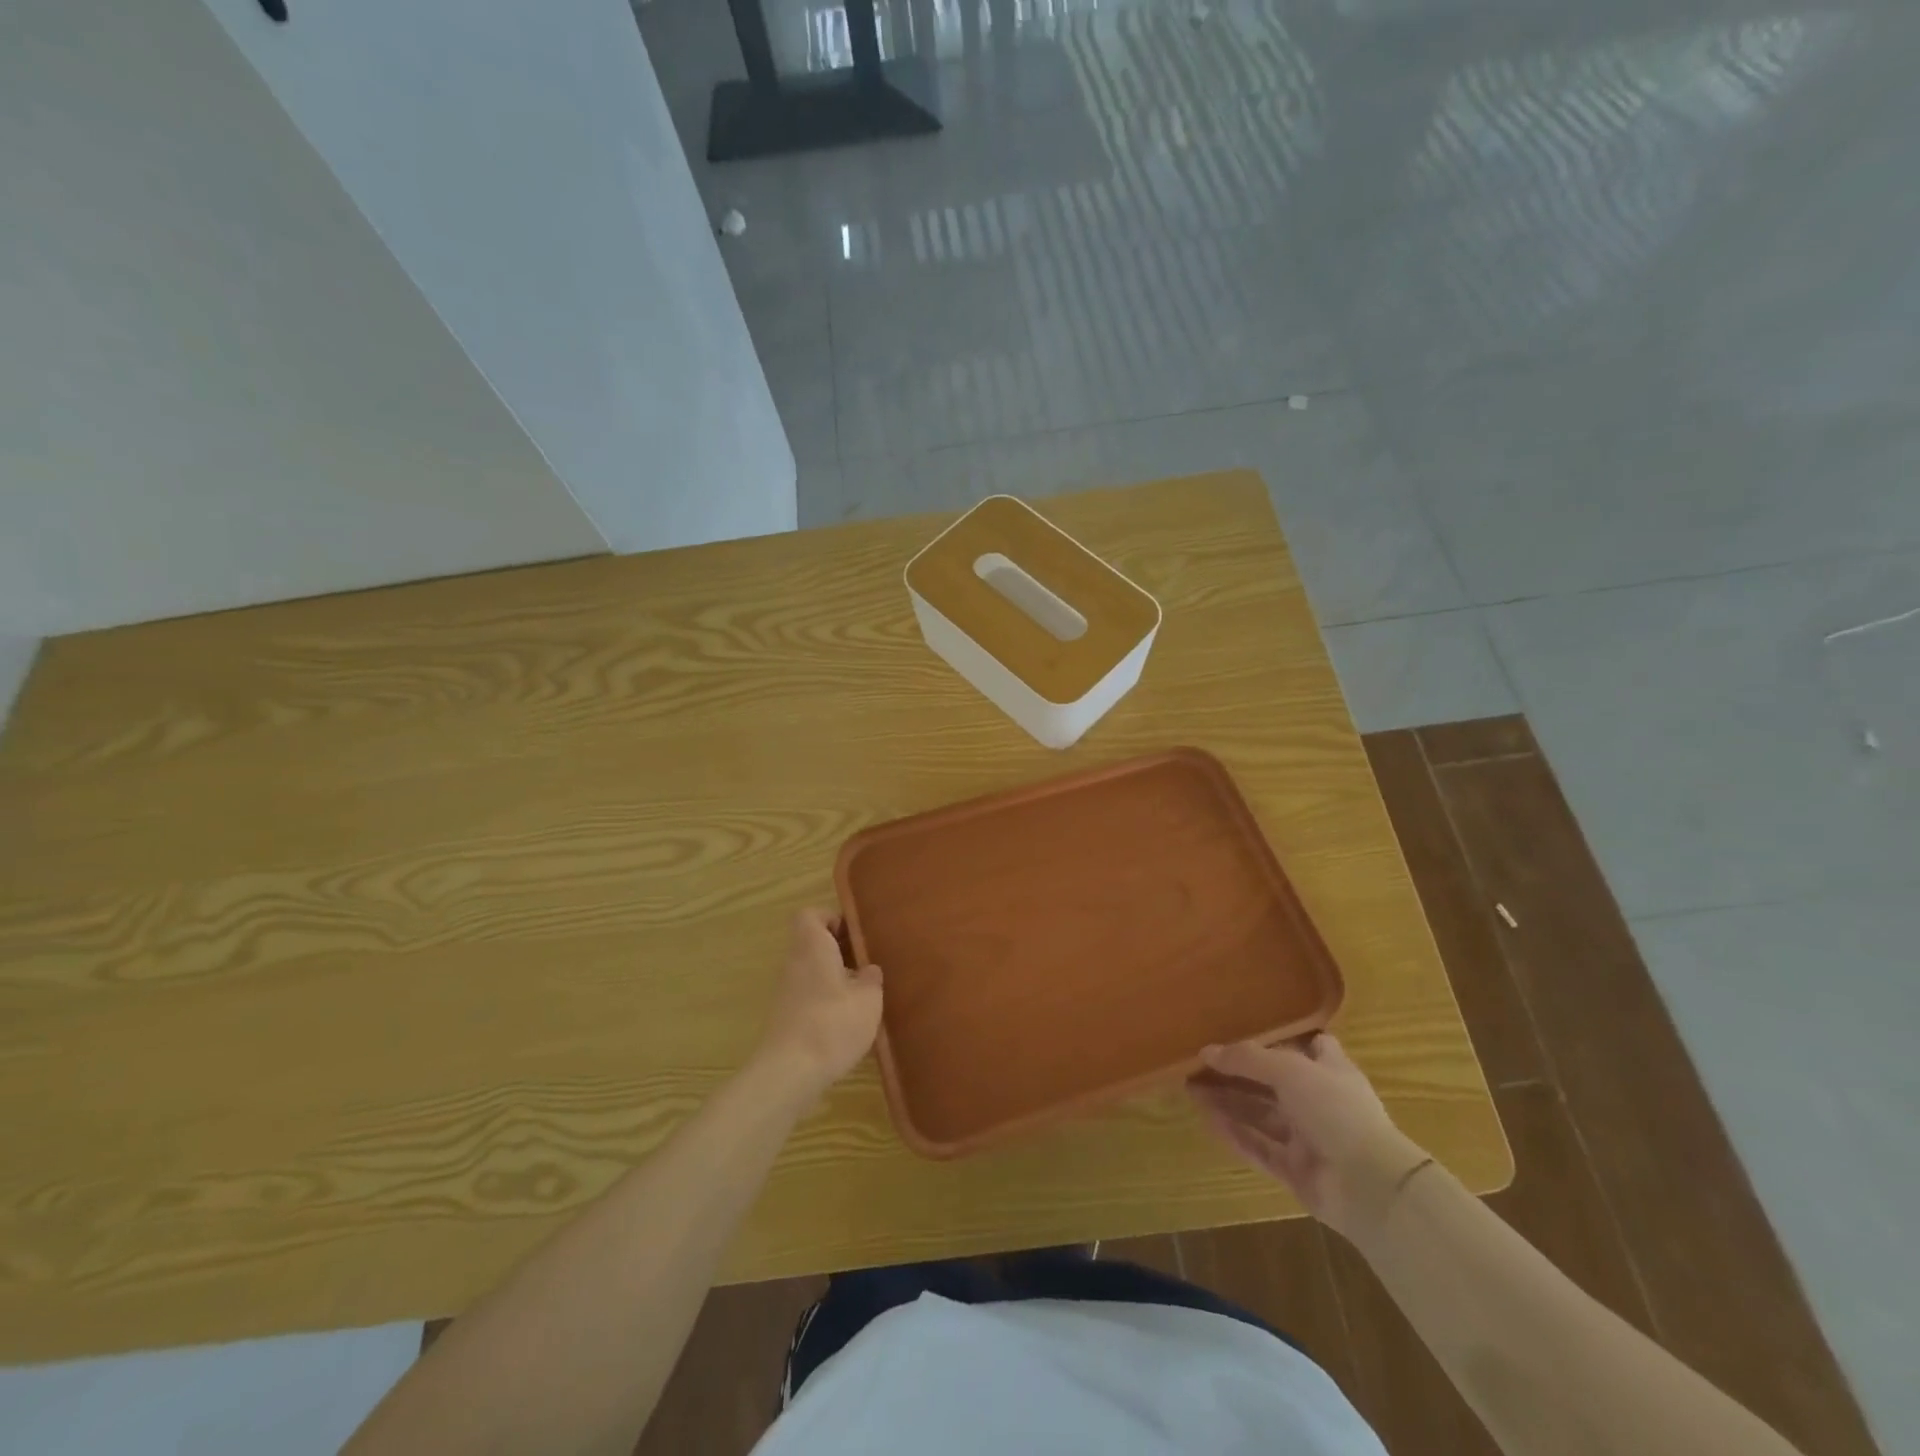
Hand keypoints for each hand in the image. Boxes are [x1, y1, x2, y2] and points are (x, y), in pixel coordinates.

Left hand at [755, 908, 883, 1100]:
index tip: (853, 935)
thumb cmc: (832, 1023)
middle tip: (865, 964)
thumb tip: (868, 970)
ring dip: (832, 977)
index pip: (810, 915)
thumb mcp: (868, 999)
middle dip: (837, 950)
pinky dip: (824, 1000)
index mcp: (812, 947)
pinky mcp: (784, 1017)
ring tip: (860, 995)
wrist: (789, 1073)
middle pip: (811, 943)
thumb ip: (871, 979)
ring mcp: (785, 991)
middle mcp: (794, 963)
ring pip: (810, 970)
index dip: (831, 919)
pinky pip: (806, 995)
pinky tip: (845, 1021)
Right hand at [1188, 1034, 1430, 1242]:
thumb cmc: (1335, 1110)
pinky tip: (1208, 1120)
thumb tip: (1206, 1050)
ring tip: (1190, 1088)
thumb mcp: (1289, 1069)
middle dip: (1237, 1072)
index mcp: (1330, 1071)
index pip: (1311, 1046)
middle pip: (1273, 1082)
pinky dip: (1235, 1134)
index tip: (1247, 1029)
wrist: (1369, 1186)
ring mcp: (1308, 1138)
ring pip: (1261, 1115)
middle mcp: (1319, 1102)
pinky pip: (1259, 1147)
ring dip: (1229, 1101)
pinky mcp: (1295, 1170)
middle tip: (1197, 1063)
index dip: (1284, 1038)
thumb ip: (1246, 1058)